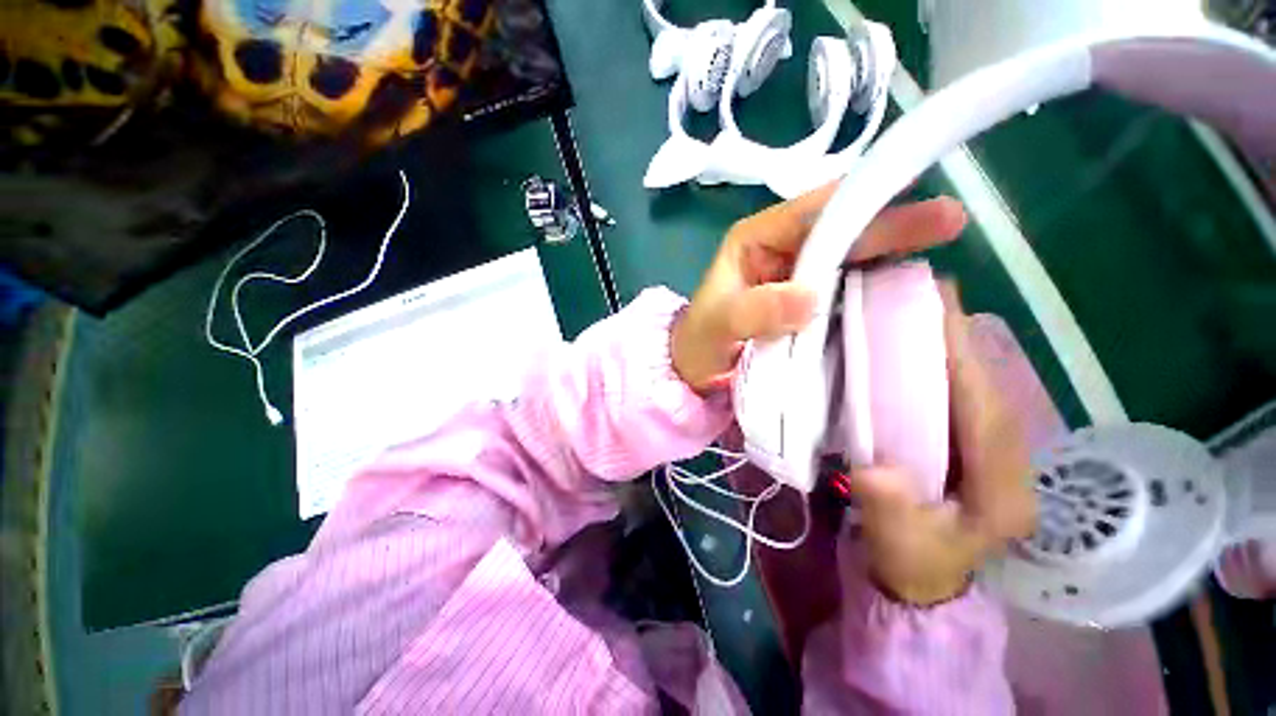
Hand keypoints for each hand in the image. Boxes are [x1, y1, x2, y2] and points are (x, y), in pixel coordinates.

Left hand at [671, 184, 969, 393]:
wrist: (695, 373)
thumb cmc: (698, 344)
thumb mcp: (716, 327)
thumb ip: (753, 312)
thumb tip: (811, 298)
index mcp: (755, 241)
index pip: (810, 211)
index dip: (857, 200)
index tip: (909, 192)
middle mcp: (780, 250)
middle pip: (839, 229)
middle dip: (889, 222)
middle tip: (948, 219)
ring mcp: (796, 276)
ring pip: (849, 254)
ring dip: (892, 249)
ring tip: (945, 240)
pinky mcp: (807, 303)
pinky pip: (846, 286)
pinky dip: (876, 283)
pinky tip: (910, 283)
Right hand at [850, 284, 1036, 605]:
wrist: (923, 580)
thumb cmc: (912, 563)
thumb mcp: (897, 545)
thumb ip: (889, 510)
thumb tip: (876, 469)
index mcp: (1004, 491)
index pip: (987, 413)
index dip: (964, 362)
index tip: (939, 315)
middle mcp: (1012, 463)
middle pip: (990, 390)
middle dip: (961, 342)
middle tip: (925, 298)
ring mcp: (996, 453)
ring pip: (980, 389)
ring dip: (952, 349)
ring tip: (920, 313)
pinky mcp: (974, 447)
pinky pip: (963, 398)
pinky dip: (944, 369)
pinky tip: (919, 351)